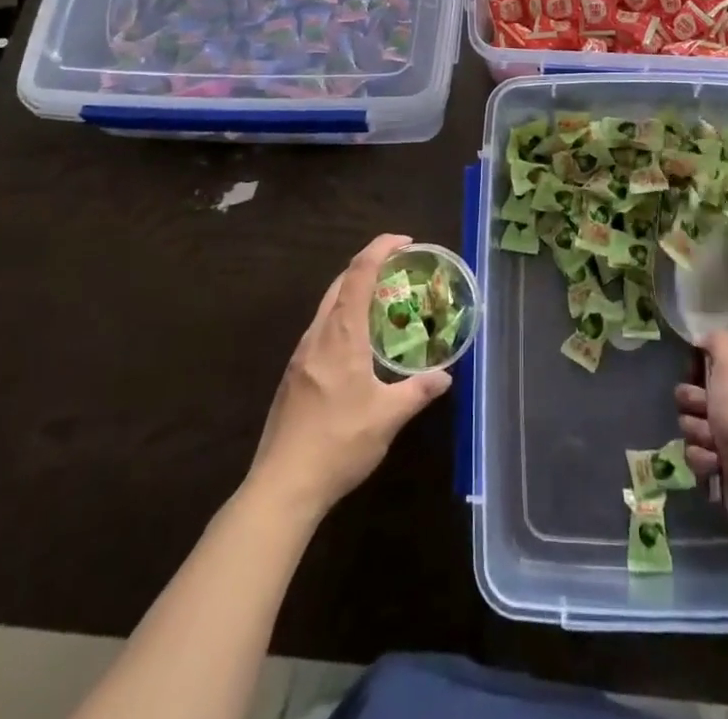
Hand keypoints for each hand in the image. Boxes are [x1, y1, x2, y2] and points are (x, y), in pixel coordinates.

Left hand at [250, 234, 450, 518]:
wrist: (282, 486)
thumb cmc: (338, 444)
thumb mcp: (388, 418)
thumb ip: (418, 391)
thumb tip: (445, 377)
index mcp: (341, 334)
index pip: (359, 273)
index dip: (380, 248)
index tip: (404, 241)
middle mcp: (318, 335)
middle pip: (340, 283)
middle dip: (369, 266)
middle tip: (400, 271)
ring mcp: (301, 355)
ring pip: (328, 306)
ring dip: (354, 293)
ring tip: (383, 304)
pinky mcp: (294, 375)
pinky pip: (322, 329)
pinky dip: (343, 318)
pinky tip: (358, 345)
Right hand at [676, 332, 727, 544]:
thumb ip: (718, 342)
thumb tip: (704, 339)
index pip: (708, 363)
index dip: (698, 371)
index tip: (697, 376)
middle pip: (693, 394)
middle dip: (694, 405)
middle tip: (707, 413)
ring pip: (691, 424)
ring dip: (698, 433)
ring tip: (715, 445)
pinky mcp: (723, 464)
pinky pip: (696, 452)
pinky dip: (703, 458)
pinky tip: (716, 464)